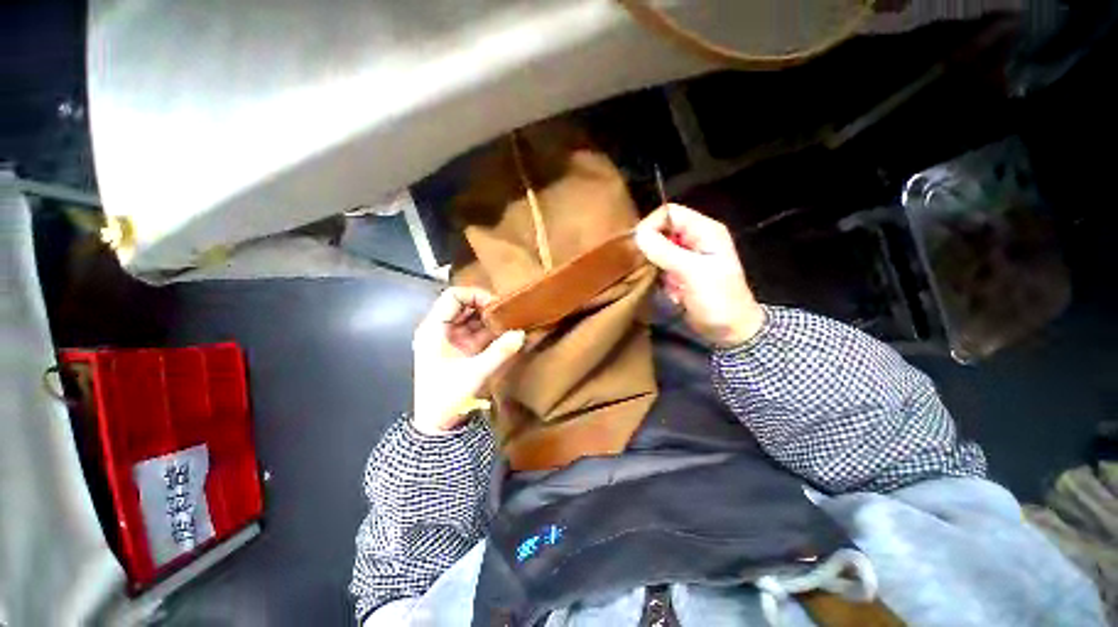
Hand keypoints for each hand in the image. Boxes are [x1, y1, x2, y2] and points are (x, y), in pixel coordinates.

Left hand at [412, 287, 525, 434]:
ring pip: (469, 318)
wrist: (435, 425)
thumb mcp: (476, 372)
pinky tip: (504, 332)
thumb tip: (521, 333)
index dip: (475, 295)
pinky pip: (474, 332)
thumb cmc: (447, 396)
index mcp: (433, 330)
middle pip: (462, 305)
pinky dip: (488, 330)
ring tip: (509, 320)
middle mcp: (438, 330)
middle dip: (485, 306)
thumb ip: (500, 351)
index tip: (497, 304)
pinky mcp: (457, 349)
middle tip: (507, 312)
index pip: (453, 297)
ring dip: (488, 318)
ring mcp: (448, 339)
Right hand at [635, 204, 764, 347]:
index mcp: (705, 231)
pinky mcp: (679, 272)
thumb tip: (638, 235)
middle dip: (648, 245)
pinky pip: (659, 265)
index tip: (637, 245)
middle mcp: (694, 239)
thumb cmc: (718, 299)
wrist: (730, 330)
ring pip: (657, 248)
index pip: (670, 213)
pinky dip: (655, 274)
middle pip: (661, 230)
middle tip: (640, 263)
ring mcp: (686, 257)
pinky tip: (661, 287)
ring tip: (653, 278)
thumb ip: (666, 252)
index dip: (651, 225)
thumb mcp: (693, 273)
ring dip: (651, 262)